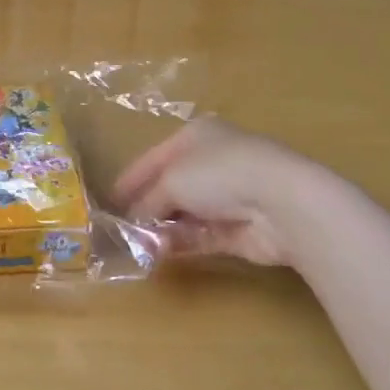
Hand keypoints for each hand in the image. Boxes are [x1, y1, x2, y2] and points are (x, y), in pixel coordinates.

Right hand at [112, 118, 320, 266]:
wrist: (281, 203)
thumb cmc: (218, 173)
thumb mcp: (170, 181)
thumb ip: (147, 202)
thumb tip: (133, 223)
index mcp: (195, 136)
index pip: (153, 158)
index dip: (130, 179)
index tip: (108, 202)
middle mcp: (211, 162)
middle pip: (169, 187)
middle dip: (145, 208)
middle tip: (120, 230)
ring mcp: (228, 196)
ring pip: (185, 214)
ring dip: (162, 229)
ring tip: (137, 246)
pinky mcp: (239, 229)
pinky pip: (201, 235)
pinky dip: (181, 243)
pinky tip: (159, 253)